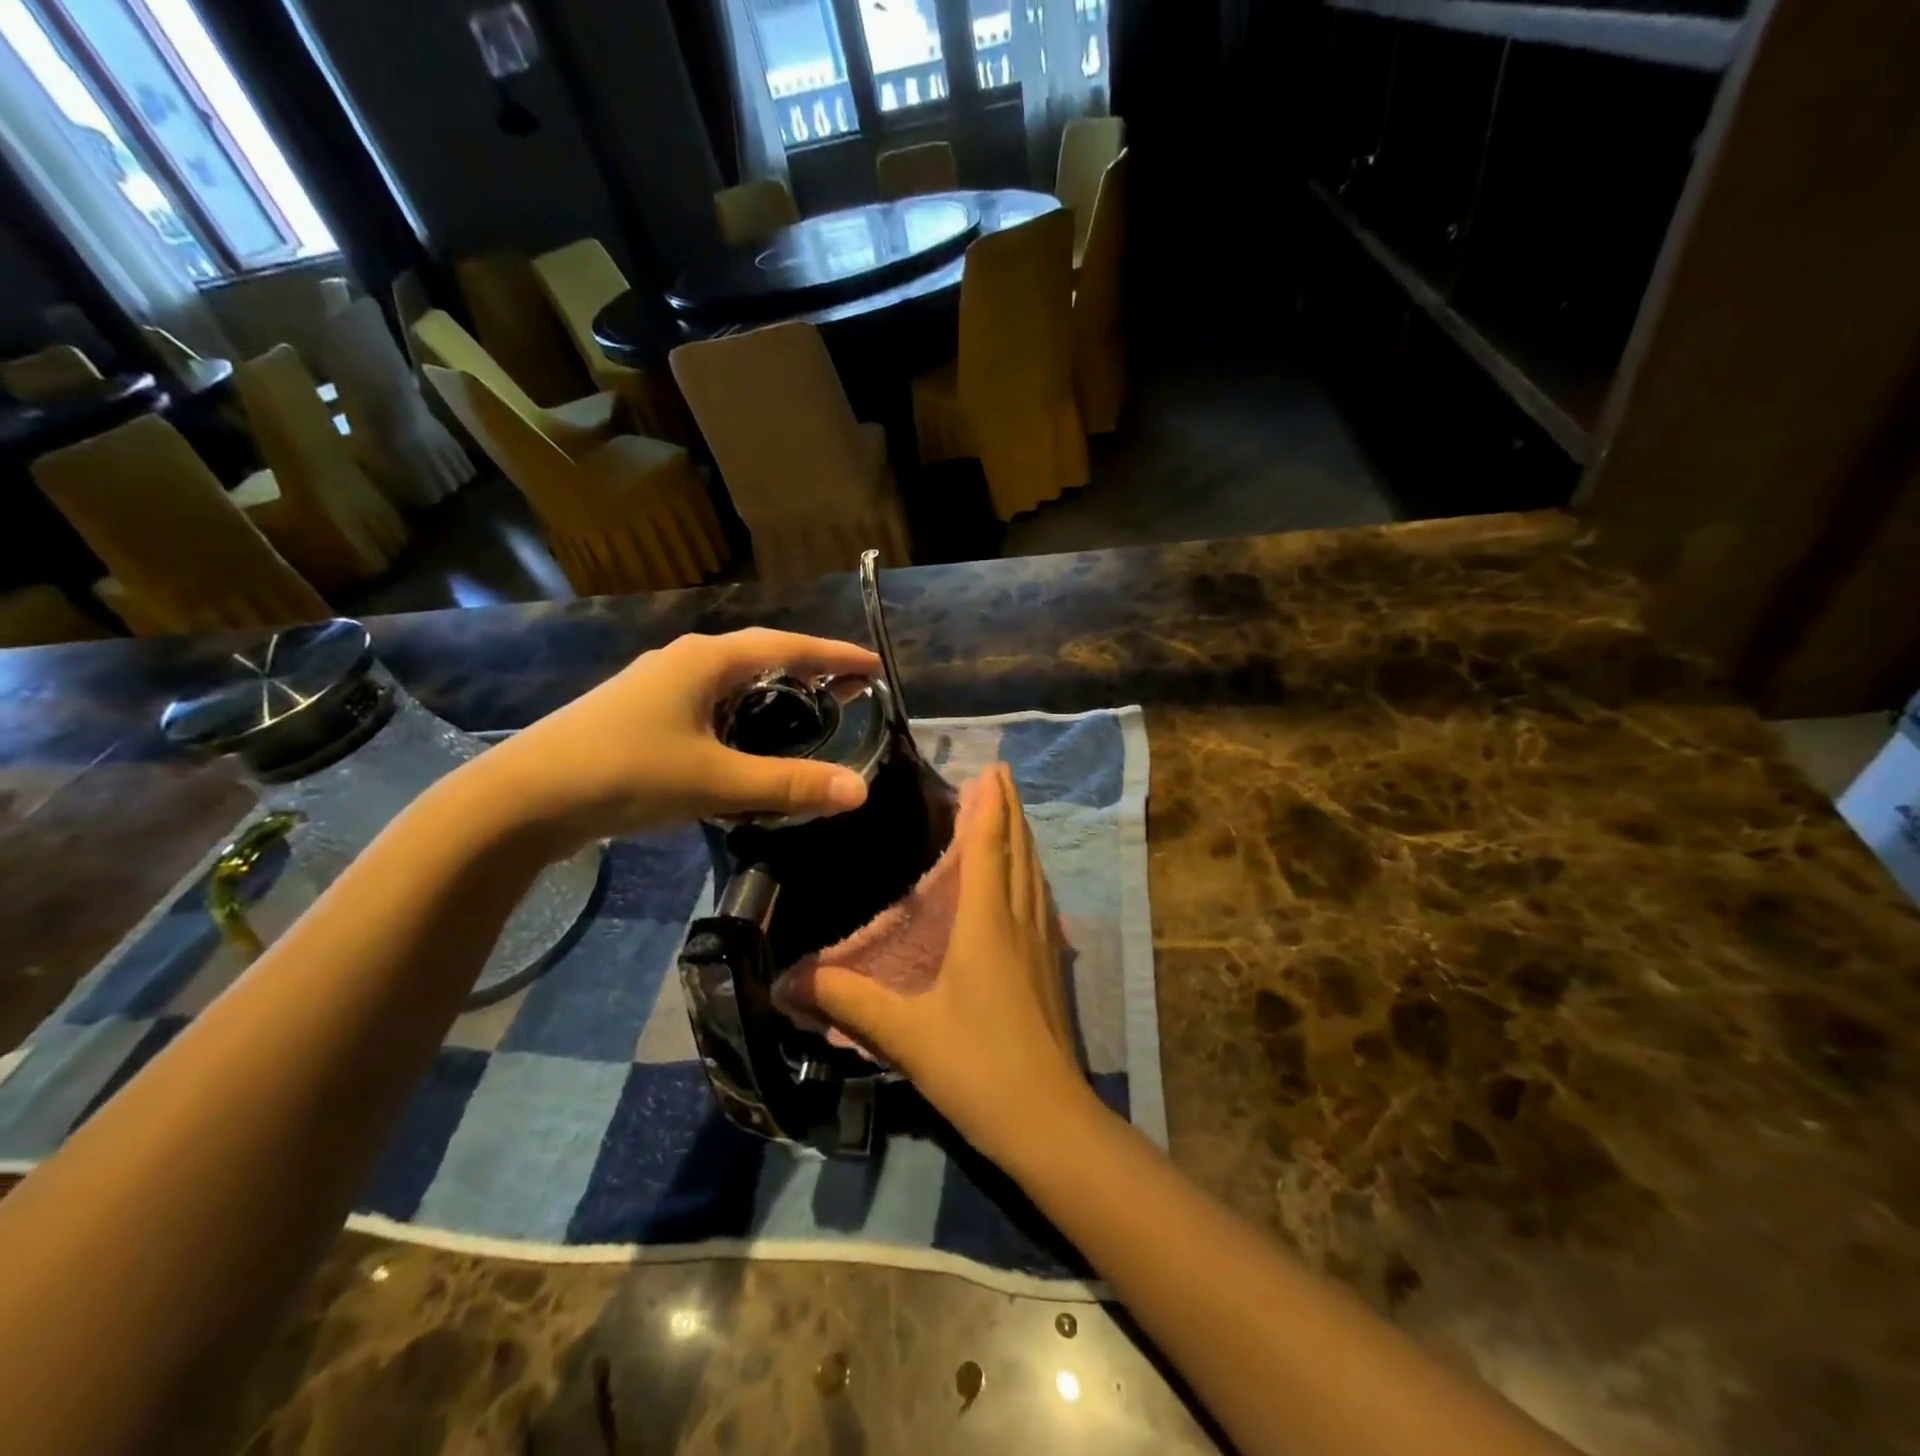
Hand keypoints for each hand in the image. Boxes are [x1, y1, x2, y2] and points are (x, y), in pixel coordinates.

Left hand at [471, 629, 880, 851]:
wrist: (523, 799)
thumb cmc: (625, 774)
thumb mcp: (715, 781)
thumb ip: (789, 784)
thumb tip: (860, 791)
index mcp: (706, 660)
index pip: (788, 647)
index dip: (835, 655)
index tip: (875, 665)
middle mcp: (684, 660)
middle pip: (762, 657)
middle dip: (810, 672)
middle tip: (850, 693)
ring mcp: (659, 685)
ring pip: (734, 682)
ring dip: (775, 694)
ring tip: (808, 716)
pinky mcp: (643, 713)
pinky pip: (711, 703)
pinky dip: (744, 715)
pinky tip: (747, 743)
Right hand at [804, 763, 1097, 1162]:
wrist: (1048, 1120)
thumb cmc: (977, 1066)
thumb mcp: (903, 1034)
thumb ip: (847, 1002)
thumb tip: (788, 983)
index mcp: (988, 923)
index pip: (989, 847)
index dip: (989, 806)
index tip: (990, 769)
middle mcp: (1021, 921)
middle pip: (1019, 851)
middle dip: (1010, 810)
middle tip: (1000, 777)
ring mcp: (1044, 945)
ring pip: (1035, 875)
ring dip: (1023, 838)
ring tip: (1013, 815)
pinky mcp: (1052, 968)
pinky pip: (1042, 901)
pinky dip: (1032, 874)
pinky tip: (1028, 884)